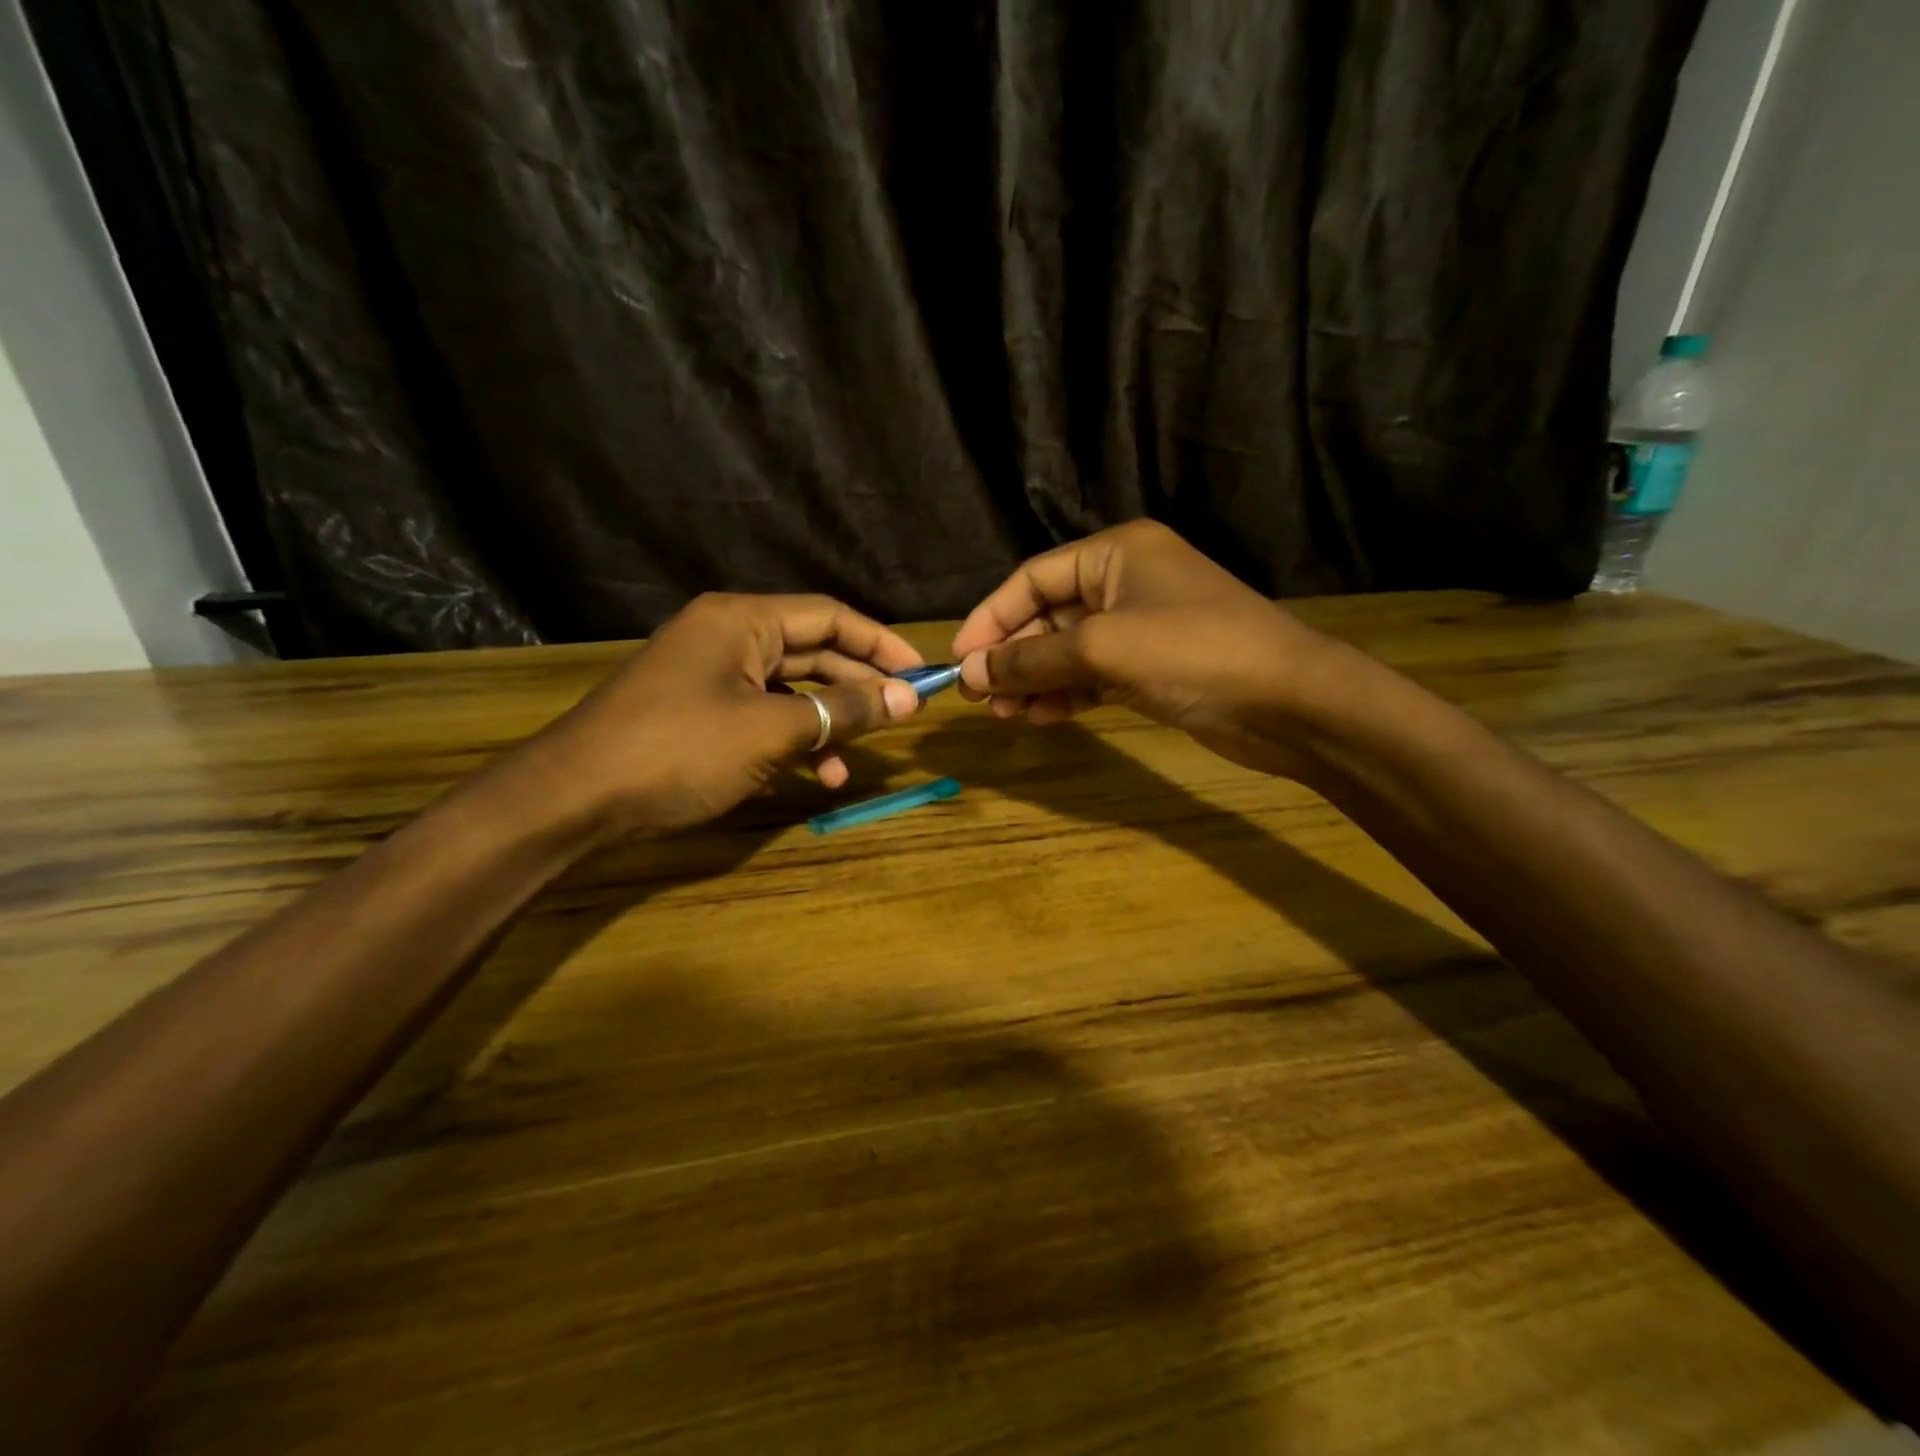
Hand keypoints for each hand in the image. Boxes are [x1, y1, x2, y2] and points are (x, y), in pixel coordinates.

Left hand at [512, 593, 924, 835]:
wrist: (575, 798)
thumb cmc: (679, 749)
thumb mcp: (771, 730)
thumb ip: (843, 711)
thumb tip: (907, 699)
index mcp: (743, 620)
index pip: (831, 616)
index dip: (881, 644)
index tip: (921, 675)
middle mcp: (729, 637)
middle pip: (814, 651)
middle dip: (859, 687)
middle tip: (904, 716)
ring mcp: (712, 676)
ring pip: (792, 691)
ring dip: (828, 724)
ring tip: (855, 762)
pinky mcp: (701, 713)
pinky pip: (764, 717)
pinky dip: (793, 742)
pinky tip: (814, 777)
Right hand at [951, 521, 1344, 779]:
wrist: (1288, 702)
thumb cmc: (1193, 651)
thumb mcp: (1102, 648)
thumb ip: (1031, 659)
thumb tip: (970, 674)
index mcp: (1115, 552)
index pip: (1033, 578)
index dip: (991, 617)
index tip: (960, 660)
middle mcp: (1124, 582)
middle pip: (1047, 616)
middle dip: (1012, 656)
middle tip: (980, 698)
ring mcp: (1140, 627)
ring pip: (1068, 651)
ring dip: (1034, 681)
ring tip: (1004, 716)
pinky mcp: (1151, 668)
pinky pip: (1092, 676)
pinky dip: (1065, 695)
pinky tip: (1039, 718)